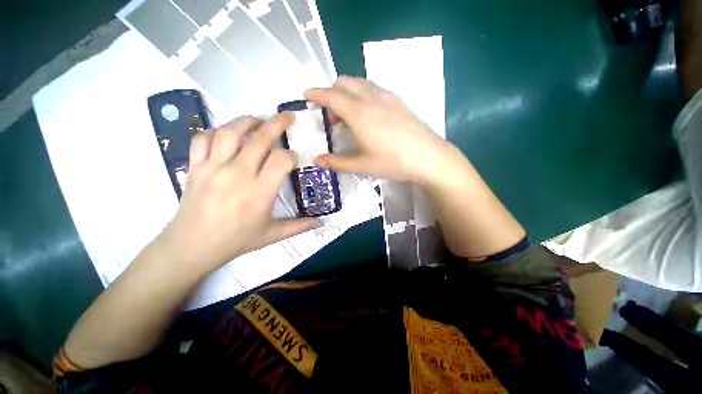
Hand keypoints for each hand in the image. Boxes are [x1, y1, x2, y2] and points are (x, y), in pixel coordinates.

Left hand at [158, 115, 320, 274]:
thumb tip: (321, 223)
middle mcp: (238, 174)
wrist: (193, 246)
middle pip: (260, 139)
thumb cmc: (237, 240)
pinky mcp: (194, 166)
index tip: (293, 159)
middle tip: (287, 116)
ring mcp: (213, 167)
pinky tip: (227, 134)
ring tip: (258, 121)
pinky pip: (203, 138)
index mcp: (260, 191)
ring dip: (247, 121)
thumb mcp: (273, 235)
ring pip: (230, 132)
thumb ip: (299, 226)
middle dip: (277, 124)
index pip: (281, 160)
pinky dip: (216, 131)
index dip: (291, 155)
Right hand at [305, 76, 455, 183]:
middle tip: (331, 116)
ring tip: (348, 116)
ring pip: (359, 83)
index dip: (316, 93)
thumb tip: (317, 161)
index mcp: (359, 113)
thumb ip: (337, 162)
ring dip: (347, 93)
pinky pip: (373, 88)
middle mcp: (371, 98)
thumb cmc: (393, 162)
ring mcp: (387, 97)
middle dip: (331, 94)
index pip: (331, 96)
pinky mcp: (398, 100)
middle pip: (344, 83)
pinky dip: (362, 94)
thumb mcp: (362, 165)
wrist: (429, 158)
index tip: (307, 95)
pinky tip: (367, 114)